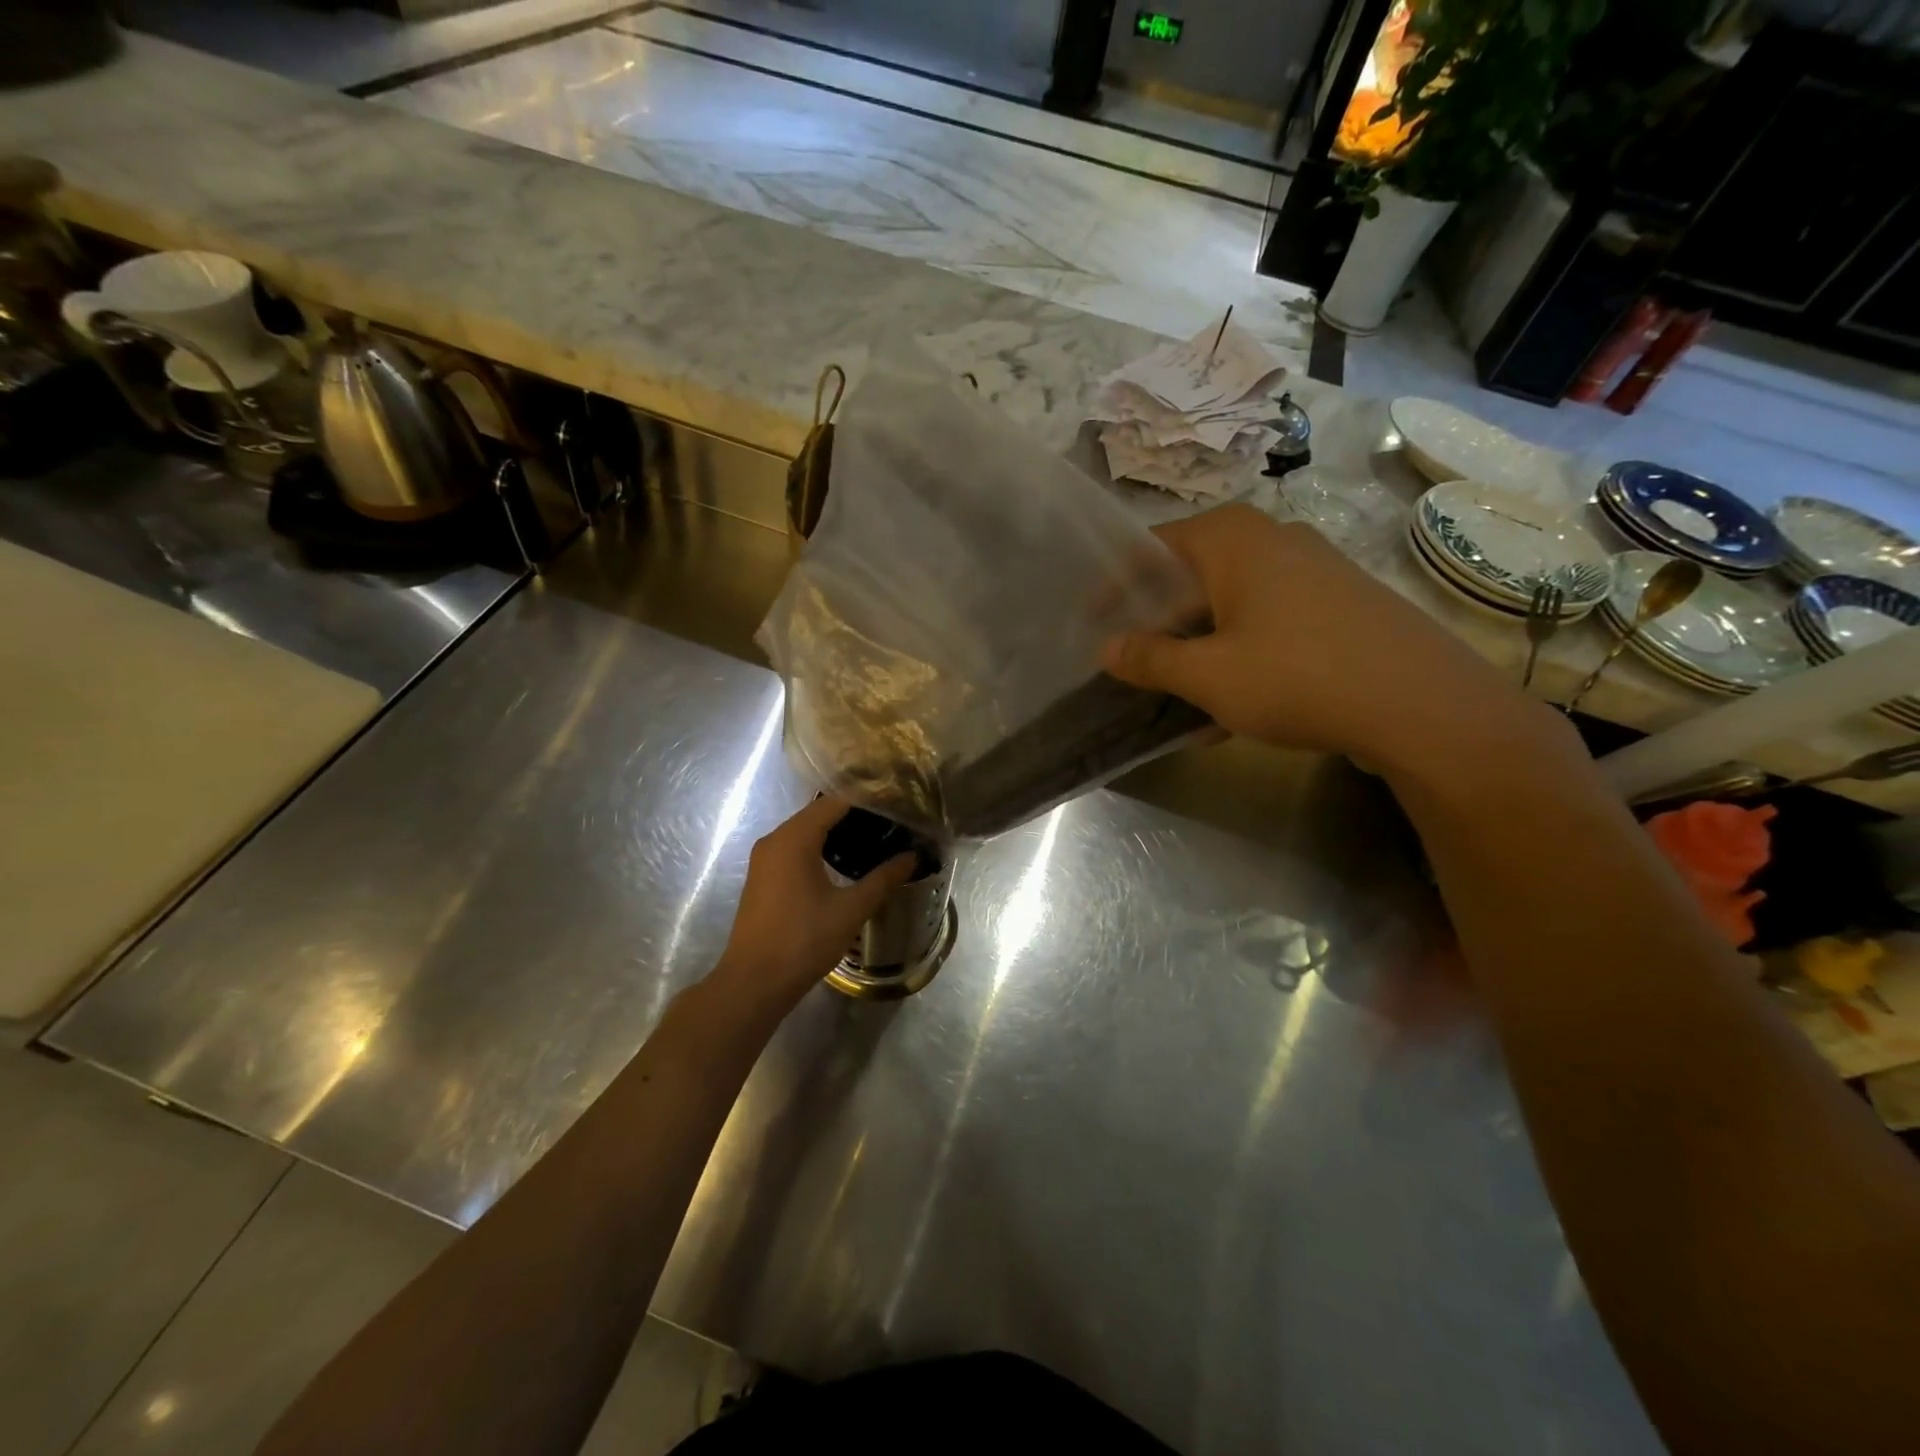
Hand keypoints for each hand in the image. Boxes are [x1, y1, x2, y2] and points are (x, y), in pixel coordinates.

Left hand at [712, 796, 916, 1012]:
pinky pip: (794, 849)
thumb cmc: (803, 940)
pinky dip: (819, 848)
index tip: (897, 807)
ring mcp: (765, 859)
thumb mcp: (851, 909)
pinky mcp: (763, 877)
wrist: (754, 983)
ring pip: (805, 832)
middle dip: (854, 816)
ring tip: (874, 841)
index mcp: (794, 838)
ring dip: (836, 833)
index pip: (835, 802)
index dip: (867, 801)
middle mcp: (775, 839)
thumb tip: (912, 857)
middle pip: (819, 813)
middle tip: (891, 824)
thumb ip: (883, 879)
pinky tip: (843, 864)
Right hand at [1101, 504, 1552, 778]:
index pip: (1151, 548)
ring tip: (1176, 691)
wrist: (1422, 705)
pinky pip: (1267, 620)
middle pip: (1191, 574)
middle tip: (1131, 661)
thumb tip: (1107, 648)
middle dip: (1157, 622)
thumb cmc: (1297, 676)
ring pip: (1230, 602)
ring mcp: (1313, 568)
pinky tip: (1232, 701)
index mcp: (1232, 538)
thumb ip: (1149, 659)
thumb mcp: (1207, 675)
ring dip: (1197, 644)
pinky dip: (1238, 652)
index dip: (1115, 586)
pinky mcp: (1340, 602)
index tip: (1091, 624)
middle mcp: (1272, 537)